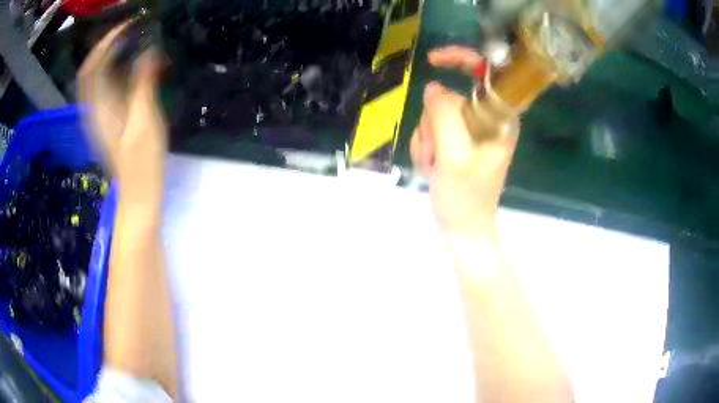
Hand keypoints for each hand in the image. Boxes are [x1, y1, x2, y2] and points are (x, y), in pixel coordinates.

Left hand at [79, 21, 166, 206]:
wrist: (138, 190)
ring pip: (94, 76)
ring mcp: (97, 114)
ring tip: (130, 37)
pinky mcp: (105, 118)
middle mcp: (93, 108)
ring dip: (108, 53)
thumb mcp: (145, 119)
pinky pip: (102, 84)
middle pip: (89, 69)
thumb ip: (143, 83)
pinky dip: (112, 67)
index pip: (92, 66)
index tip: (129, 24)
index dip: (106, 41)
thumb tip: (148, 50)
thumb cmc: (142, 160)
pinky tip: (129, 61)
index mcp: (100, 108)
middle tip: (129, 27)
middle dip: (106, 44)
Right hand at [411, 46, 518, 236]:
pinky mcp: (459, 141)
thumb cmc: (465, 198)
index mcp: (500, 119)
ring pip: (435, 115)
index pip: (485, 73)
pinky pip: (432, 130)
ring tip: (436, 166)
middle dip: (433, 124)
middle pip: (449, 98)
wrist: (463, 229)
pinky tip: (433, 168)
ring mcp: (471, 131)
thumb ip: (443, 115)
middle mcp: (488, 120)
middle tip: (436, 155)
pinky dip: (425, 148)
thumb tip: (433, 89)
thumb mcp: (453, 156)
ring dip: (427, 140)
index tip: (432, 61)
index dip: (460, 58)